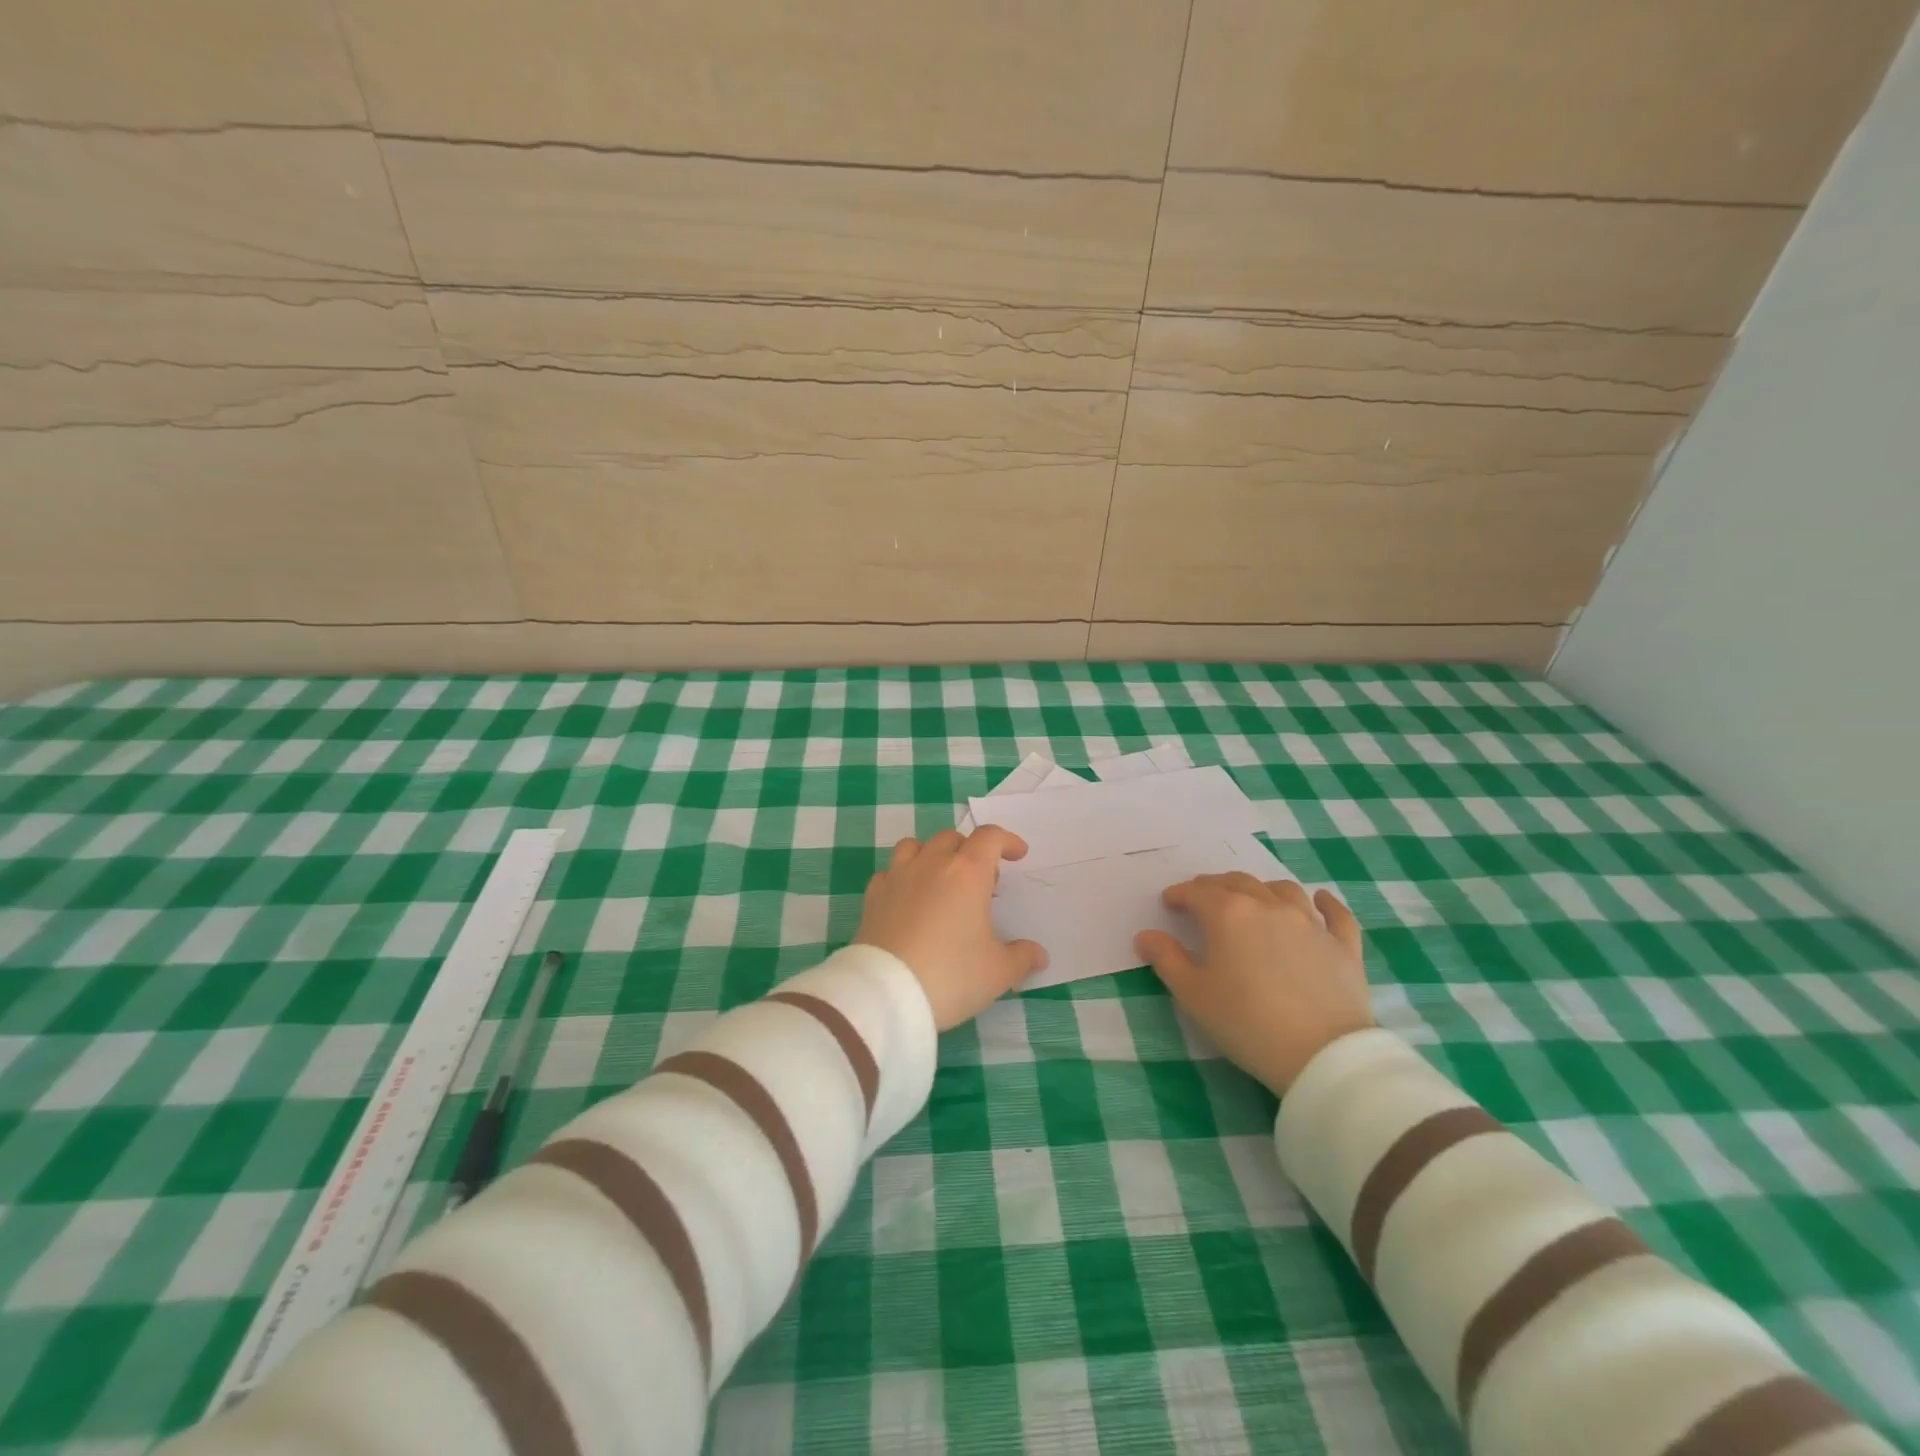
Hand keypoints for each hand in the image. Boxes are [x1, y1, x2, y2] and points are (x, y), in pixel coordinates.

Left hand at [855, 827, 1048, 1029]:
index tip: (1018, 855)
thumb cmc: (951, 975)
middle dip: (971, 851)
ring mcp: (898, 877)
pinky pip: (890, 872)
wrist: (887, 993)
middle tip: (982, 882)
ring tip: (942, 881)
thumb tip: (1039, 955)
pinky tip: (909, 900)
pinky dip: (903, 877)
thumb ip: (1022, 957)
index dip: (1007, 841)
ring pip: (915, 845)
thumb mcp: (997, 972)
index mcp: (967, 873)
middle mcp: (931, 864)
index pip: (990, 837)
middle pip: (953, 838)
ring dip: (933, 855)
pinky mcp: (873, 896)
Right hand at [1136, 873, 1371, 1093]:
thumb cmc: (1246, 1023)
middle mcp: (1268, 906)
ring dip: (1262, 889)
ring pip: (1283, 890)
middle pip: (1238, 882)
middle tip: (1203, 899)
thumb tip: (1145, 936)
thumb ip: (1166, 959)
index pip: (1197, 892)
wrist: (1321, 1055)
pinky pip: (1335, 914)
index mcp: (1228, 914)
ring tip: (1253, 899)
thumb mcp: (1193, 994)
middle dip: (1215, 886)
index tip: (1170, 903)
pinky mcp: (1343, 945)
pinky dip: (1326, 903)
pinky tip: (1320, 899)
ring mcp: (1310, 923)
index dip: (1179, 894)